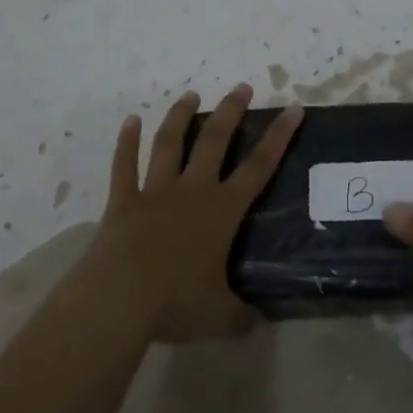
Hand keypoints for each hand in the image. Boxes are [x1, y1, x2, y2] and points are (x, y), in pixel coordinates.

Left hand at [83, 84, 303, 342]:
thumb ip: (242, 317)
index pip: (259, 166)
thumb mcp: (219, 317)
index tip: (293, 108)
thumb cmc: (176, 303)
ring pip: (170, 144)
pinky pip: (124, 166)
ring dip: (180, 117)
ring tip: (189, 94)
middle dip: (230, 111)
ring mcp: (155, 192)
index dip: (279, 136)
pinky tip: (129, 121)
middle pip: (215, 141)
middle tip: (241, 87)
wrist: (119, 299)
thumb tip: (258, 326)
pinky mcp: (123, 201)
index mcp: (222, 211)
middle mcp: (192, 191)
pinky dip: (126, 143)